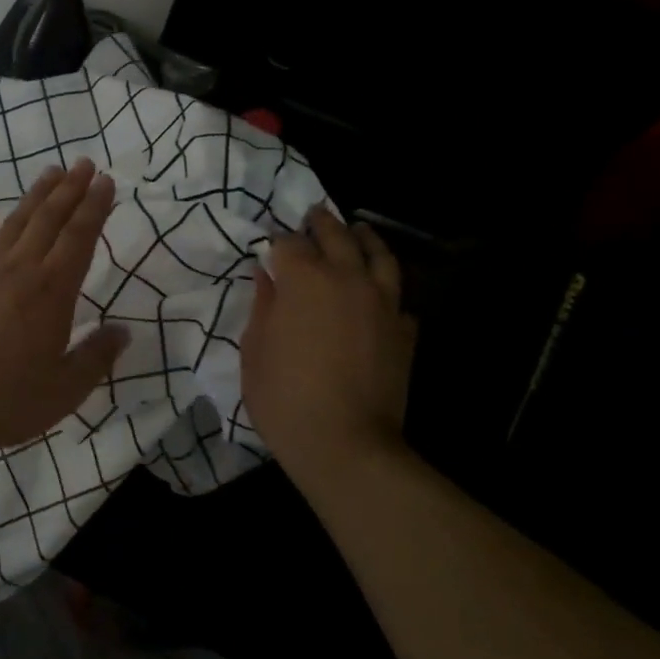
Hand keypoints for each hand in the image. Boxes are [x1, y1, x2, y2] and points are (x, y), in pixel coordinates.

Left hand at [0, 157, 128, 458]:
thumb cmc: (5, 399)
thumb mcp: (64, 390)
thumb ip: (96, 358)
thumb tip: (124, 331)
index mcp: (53, 292)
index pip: (80, 238)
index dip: (95, 207)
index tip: (106, 181)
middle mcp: (21, 271)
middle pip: (50, 220)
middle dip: (70, 189)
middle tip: (84, 163)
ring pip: (15, 223)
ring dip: (35, 196)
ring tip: (50, 172)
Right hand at [242, 205, 415, 475]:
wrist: (345, 444)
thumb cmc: (284, 397)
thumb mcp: (255, 349)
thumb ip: (263, 305)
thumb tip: (266, 275)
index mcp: (305, 279)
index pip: (289, 243)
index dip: (278, 241)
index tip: (271, 246)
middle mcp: (348, 279)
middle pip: (337, 236)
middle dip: (321, 223)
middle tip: (313, 215)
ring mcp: (383, 304)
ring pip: (379, 256)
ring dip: (365, 238)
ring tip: (358, 230)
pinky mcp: (404, 331)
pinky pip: (398, 300)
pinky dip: (386, 291)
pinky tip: (379, 296)